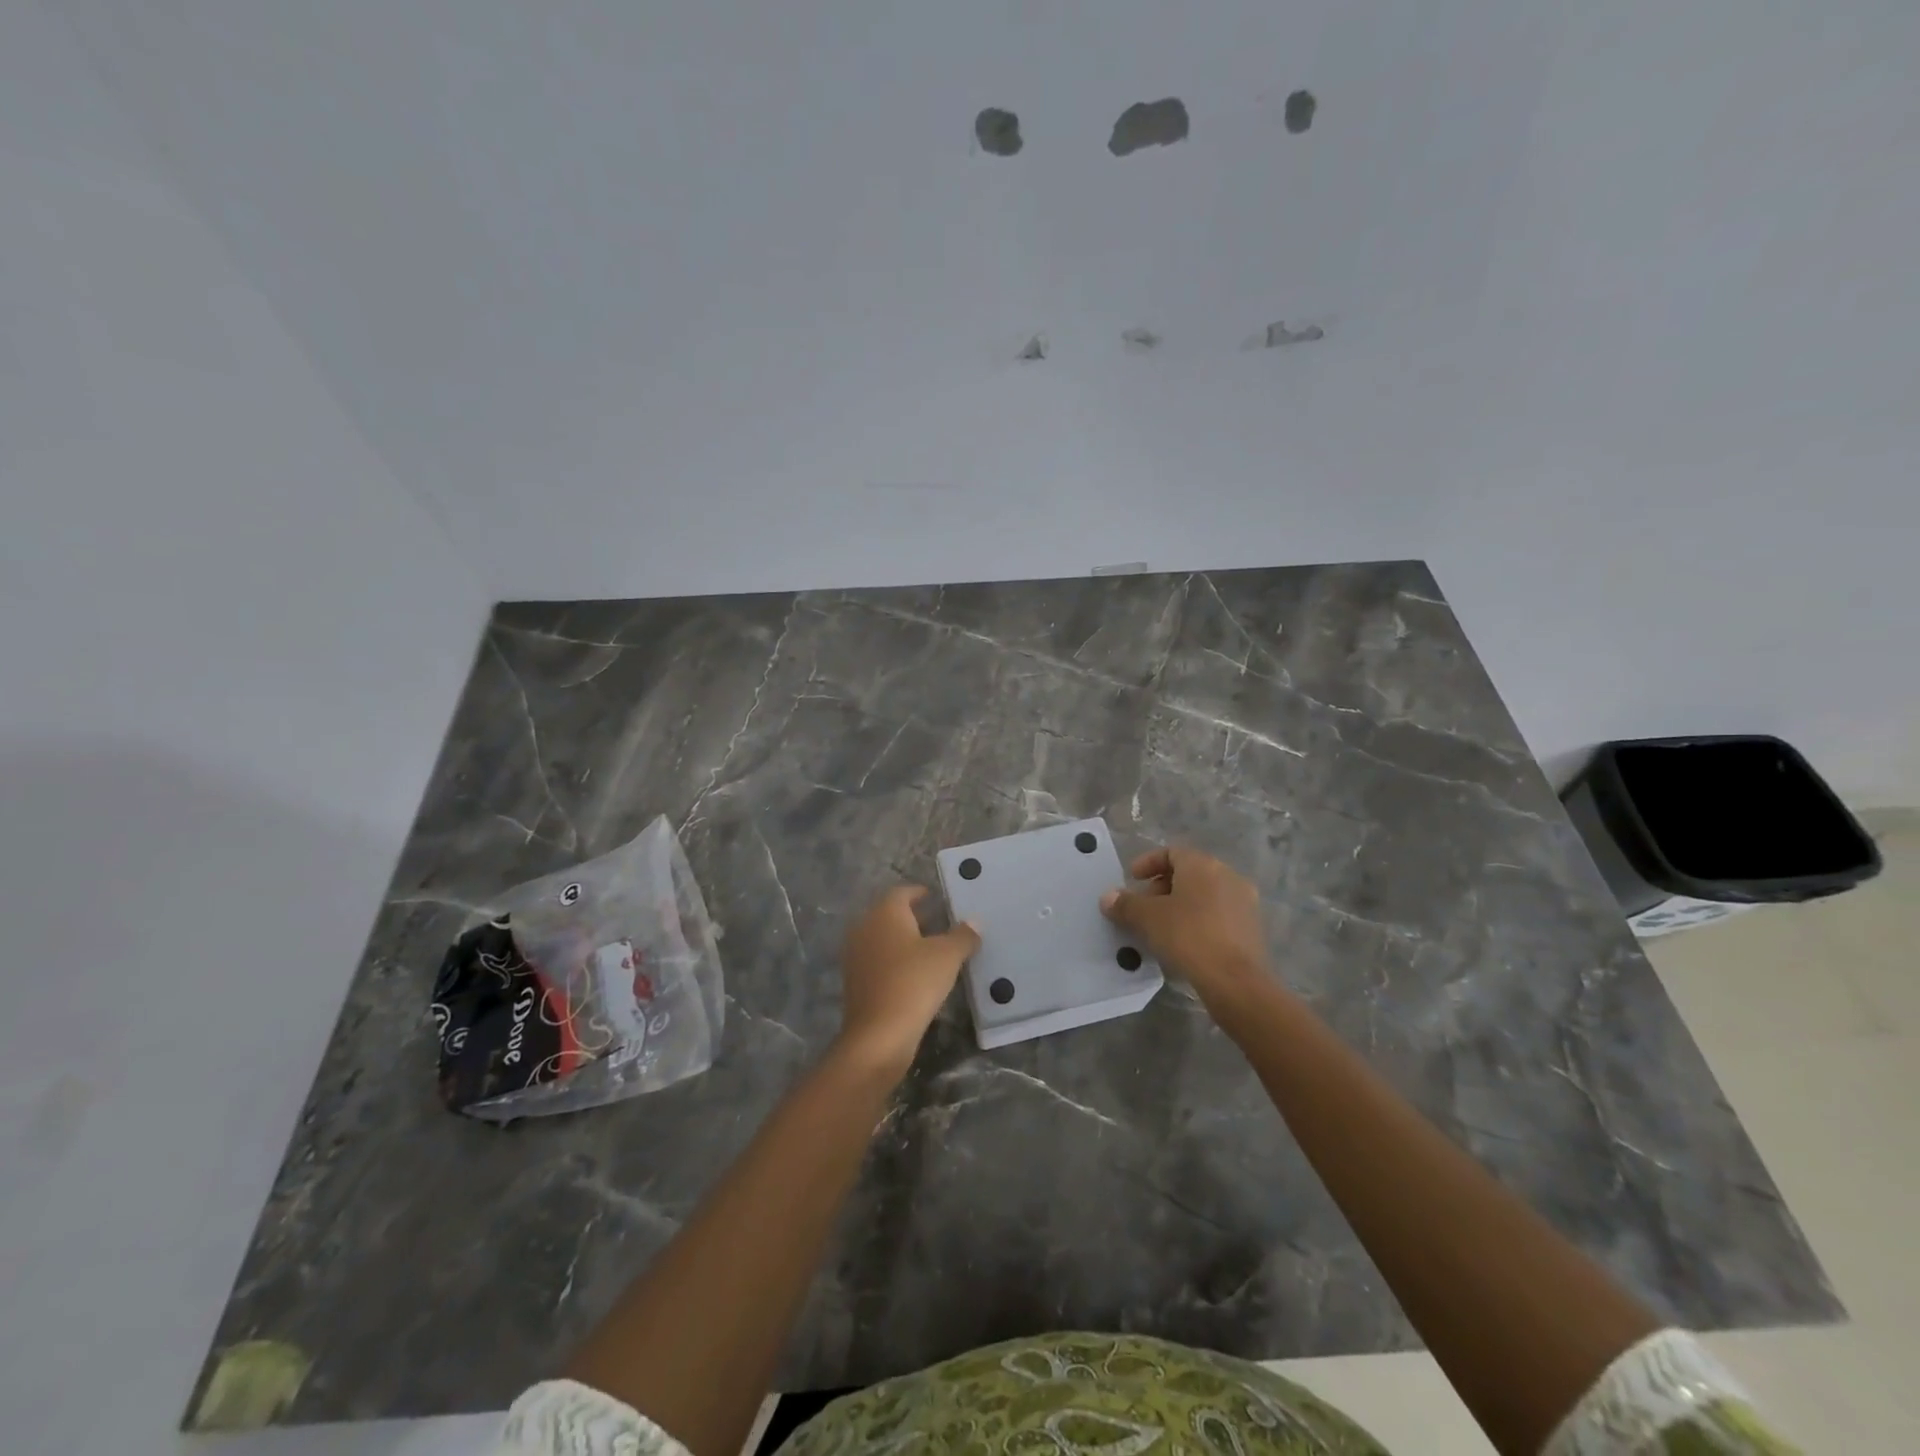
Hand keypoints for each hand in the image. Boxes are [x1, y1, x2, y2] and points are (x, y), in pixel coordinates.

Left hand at [836, 886, 979, 1079]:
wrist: (878, 1035)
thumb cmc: (914, 982)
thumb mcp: (948, 956)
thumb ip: (963, 935)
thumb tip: (974, 922)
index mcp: (885, 913)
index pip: (903, 892)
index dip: (921, 893)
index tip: (939, 899)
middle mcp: (865, 927)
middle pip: (891, 915)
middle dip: (915, 918)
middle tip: (941, 924)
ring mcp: (856, 955)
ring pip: (884, 939)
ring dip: (905, 941)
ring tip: (932, 951)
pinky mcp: (855, 982)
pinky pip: (879, 962)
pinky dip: (895, 962)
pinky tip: (915, 975)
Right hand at [1100, 845, 1268, 999]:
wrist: (1235, 981)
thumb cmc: (1187, 936)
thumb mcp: (1147, 918)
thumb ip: (1125, 904)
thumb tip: (1108, 897)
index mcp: (1202, 865)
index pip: (1171, 852)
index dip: (1147, 863)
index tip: (1132, 879)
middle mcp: (1227, 875)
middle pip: (1189, 873)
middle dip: (1162, 886)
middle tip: (1143, 907)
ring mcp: (1244, 901)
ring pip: (1204, 894)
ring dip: (1181, 904)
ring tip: (1161, 926)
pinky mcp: (1252, 927)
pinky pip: (1218, 914)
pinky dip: (1199, 919)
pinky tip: (1184, 941)